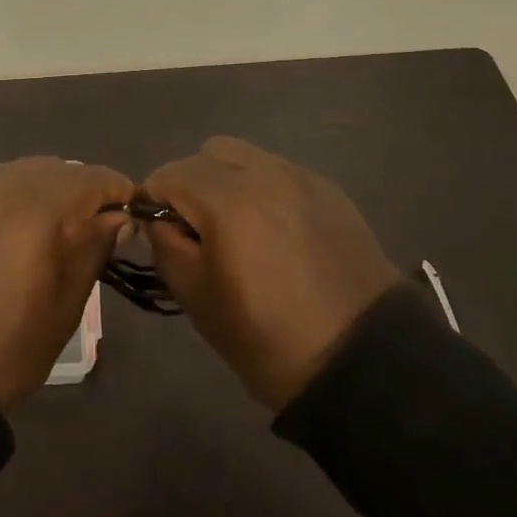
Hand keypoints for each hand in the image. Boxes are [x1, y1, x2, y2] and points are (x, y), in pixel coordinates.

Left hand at [0, 157, 132, 411]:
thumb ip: (94, 249)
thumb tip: (118, 218)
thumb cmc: (6, 348)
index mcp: (41, 208)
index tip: (130, 220)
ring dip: (49, 190)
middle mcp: (6, 184)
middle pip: (60, 169)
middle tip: (93, 229)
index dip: (119, 195)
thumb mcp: (66, 306)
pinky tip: (15, 228)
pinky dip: (15, 195)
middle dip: (84, 191)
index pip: (96, 179)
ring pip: (26, 171)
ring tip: (55, 229)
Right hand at [143, 137, 400, 409]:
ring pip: (244, 156)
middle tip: (198, 230)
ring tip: (237, 226)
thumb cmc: (268, 338)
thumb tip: (157, 220)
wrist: (363, 362)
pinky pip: (278, 171)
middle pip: (206, 154)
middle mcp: (262, 173)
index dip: (154, 202)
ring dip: (226, 180)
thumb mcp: (197, 299)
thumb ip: (165, 246)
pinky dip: (262, 189)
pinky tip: (274, 231)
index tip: (161, 234)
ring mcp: (300, 177)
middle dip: (190, 184)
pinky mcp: (328, 190)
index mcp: (226, 200)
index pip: (168, 175)